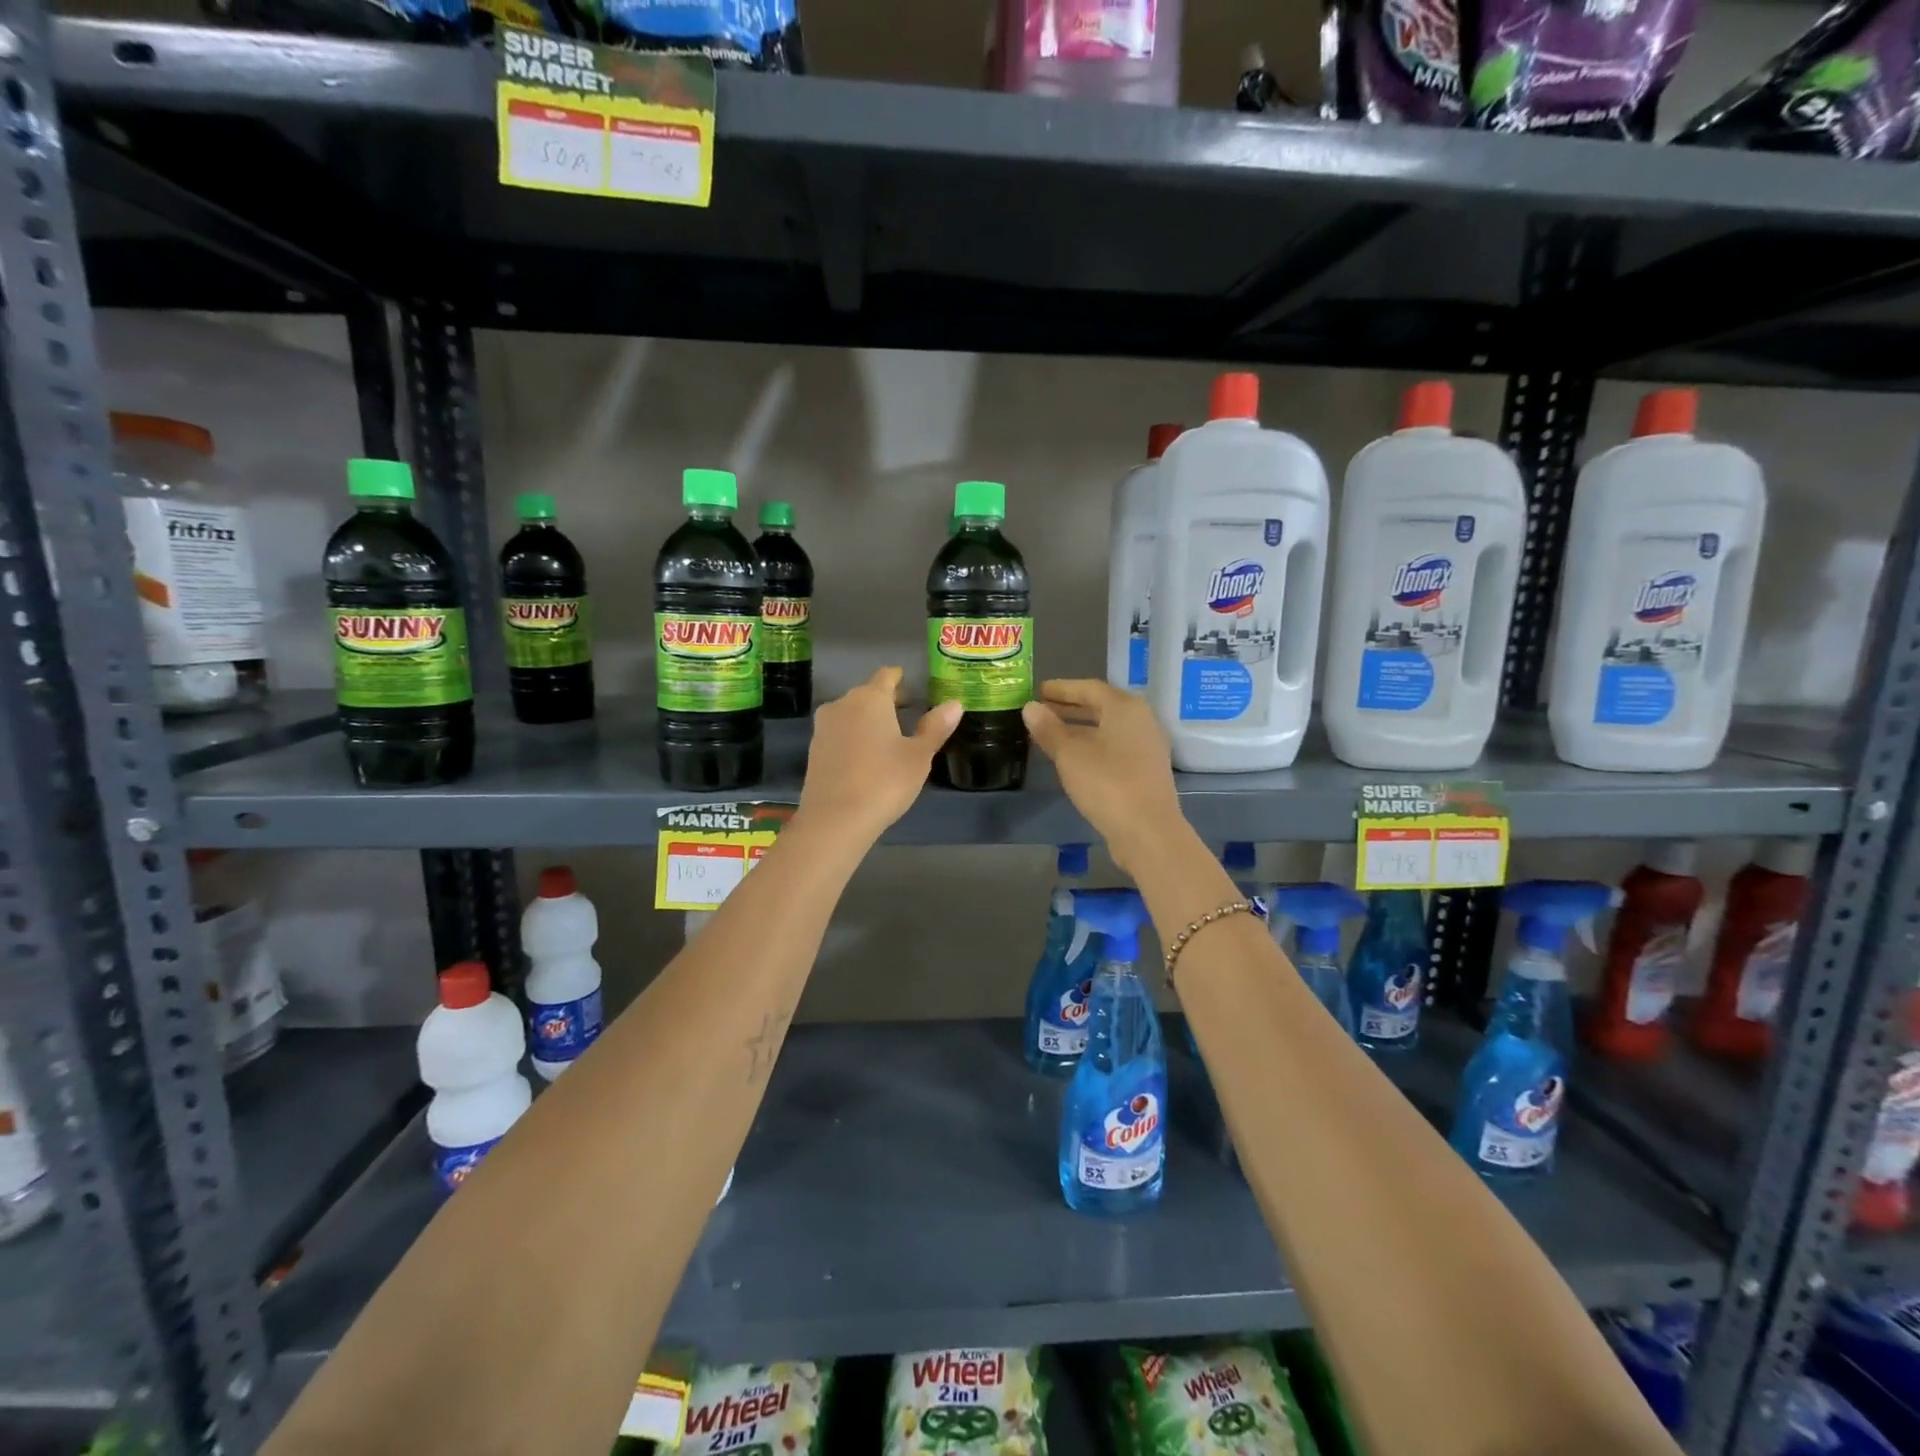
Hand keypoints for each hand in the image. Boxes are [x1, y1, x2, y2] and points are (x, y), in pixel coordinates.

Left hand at [798, 667, 960, 843]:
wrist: (834, 819)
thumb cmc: (884, 782)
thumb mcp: (919, 756)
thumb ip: (935, 727)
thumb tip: (955, 703)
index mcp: (870, 698)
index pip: (886, 675)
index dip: (900, 678)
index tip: (910, 685)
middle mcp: (843, 704)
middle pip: (867, 693)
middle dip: (886, 700)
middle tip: (908, 713)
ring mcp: (823, 727)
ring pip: (851, 713)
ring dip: (868, 720)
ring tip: (889, 737)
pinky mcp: (814, 750)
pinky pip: (839, 733)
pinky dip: (854, 737)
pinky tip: (867, 757)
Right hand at [1023, 680, 1184, 874]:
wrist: (1148, 831)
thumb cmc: (1107, 783)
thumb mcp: (1069, 754)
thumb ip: (1049, 728)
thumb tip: (1030, 707)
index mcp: (1125, 708)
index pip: (1089, 688)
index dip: (1061, 689)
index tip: (1038, 691)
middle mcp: (1141, 721)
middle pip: (1101, 707)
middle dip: (1069, 708)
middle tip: (1040, 711)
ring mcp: (1146, 748)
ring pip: (1107, 730)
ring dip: (1078, 729)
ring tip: (1050, 735)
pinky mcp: (1145, 772)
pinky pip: (1113, 749)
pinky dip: (1091, 747)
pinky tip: (1073, 760)